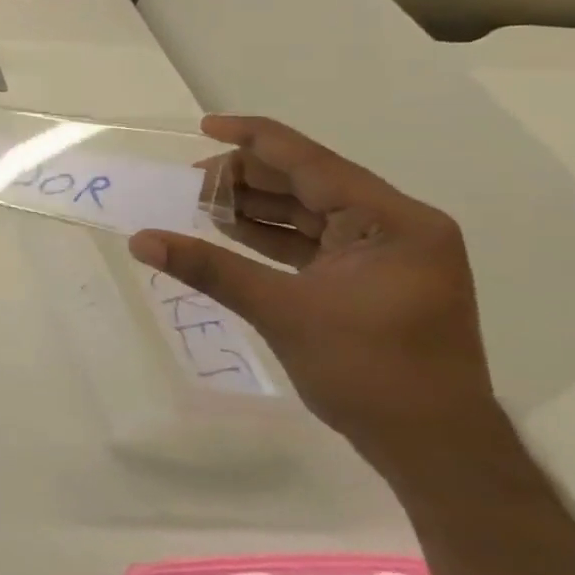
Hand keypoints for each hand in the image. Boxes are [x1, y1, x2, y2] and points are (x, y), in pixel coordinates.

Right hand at [129, 115, 498, 477]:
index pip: (313, 162)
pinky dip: (266, 235)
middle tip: (186, 183)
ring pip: (305, 212)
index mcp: (393, 222)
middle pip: (307, 182)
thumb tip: (141, 240)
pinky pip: (308, 241)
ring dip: (251, 207)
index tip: (204, 126)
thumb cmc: (371, 372)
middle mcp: (394, 228)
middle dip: (244, 179)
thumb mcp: (282, 312)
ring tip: (195, 204)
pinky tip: (224, 231)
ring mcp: (383, 254)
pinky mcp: (367, 279)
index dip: (255, 140)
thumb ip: (209, 268)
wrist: (433, 449)